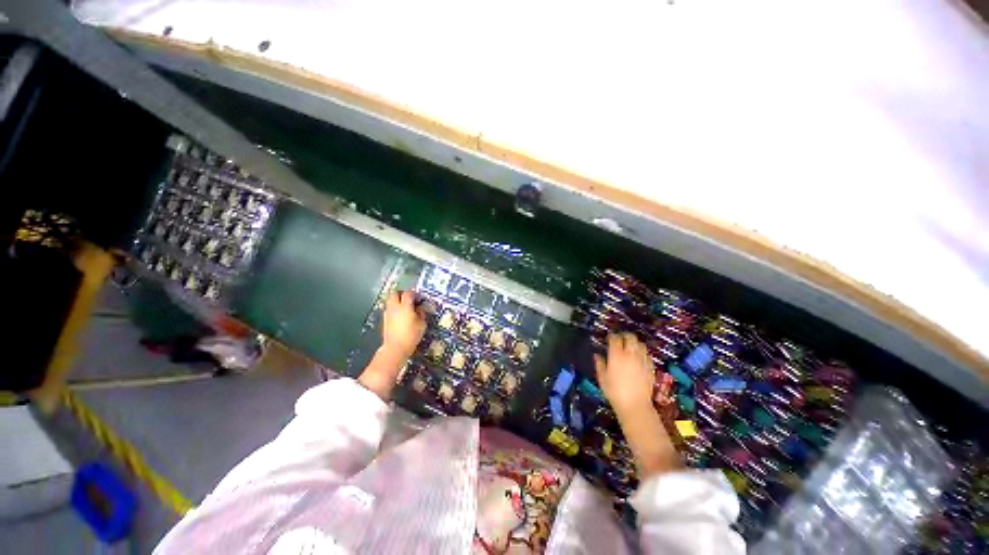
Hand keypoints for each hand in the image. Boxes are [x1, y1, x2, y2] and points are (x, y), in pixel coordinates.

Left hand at [360, 290, 426, 399]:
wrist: (395, 348)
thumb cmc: (411, 336)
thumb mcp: (422, 324)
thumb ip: (421, 313)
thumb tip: (419, 309)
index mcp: (405, 306)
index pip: (408, 293)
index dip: (414, 293)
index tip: (419, 297)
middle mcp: (395, 307)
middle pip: (395, 293)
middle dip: (402, 293)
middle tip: (409, 298)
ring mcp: (388, 313)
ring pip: (390, 300)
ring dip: (397, 300)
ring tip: (405, 306)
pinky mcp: (385, 319)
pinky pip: (389, 308)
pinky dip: (394, 308)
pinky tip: (400, 315)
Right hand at [594, 333, 654, 416]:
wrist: (635, 405)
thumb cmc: (614, 392)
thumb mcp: (602, 378)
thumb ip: (599, 364)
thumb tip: (597, 355)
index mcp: (616, 355)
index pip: (615, 338)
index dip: (612, 336)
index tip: (609, 338)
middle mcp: (630, 354)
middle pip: (630, 337)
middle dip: (625, 336)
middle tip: (621, 339)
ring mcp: (642, 360)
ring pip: (641, 344)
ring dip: (635, 343)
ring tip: (630, 348)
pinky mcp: (650, 368)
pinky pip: (647, 355)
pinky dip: (643, 354)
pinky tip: (639, 359)